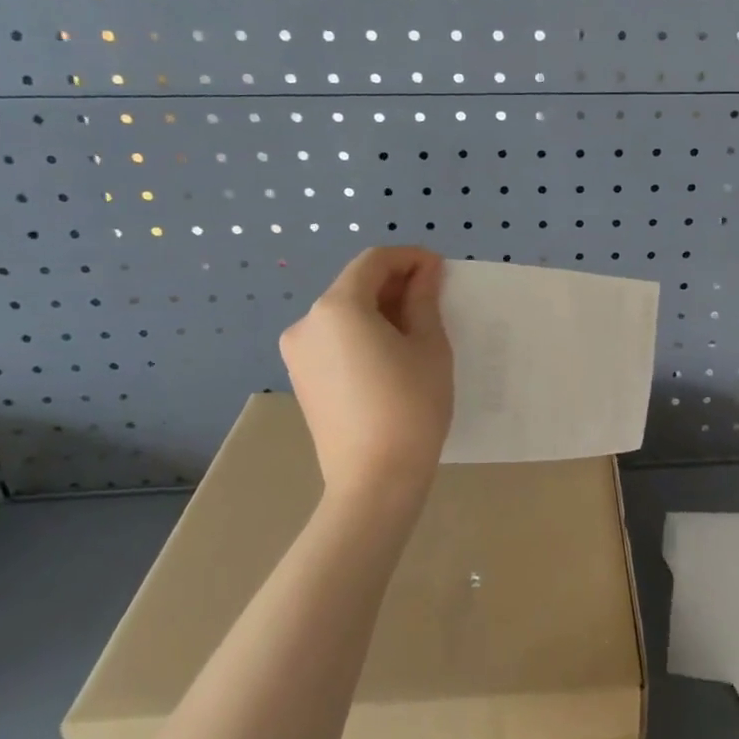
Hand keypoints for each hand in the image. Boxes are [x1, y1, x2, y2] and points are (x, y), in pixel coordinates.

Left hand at [280, 246, 453, 501]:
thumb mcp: (429, 346)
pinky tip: (390, 354)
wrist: (374, 480)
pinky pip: (334, 339)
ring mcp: (298, 352)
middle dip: (395, 284)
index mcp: (338, 307)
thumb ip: (424, 299)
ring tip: (415, 329)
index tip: (440, 270)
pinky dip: (362, 333)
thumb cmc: (411, 407)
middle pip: (355, 285)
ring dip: (379, 309)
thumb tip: (425, 272)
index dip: (409, 258)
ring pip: (343, 312)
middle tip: (434, 298)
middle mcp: (307, 322)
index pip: (374, 262)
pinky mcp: (301, 378)